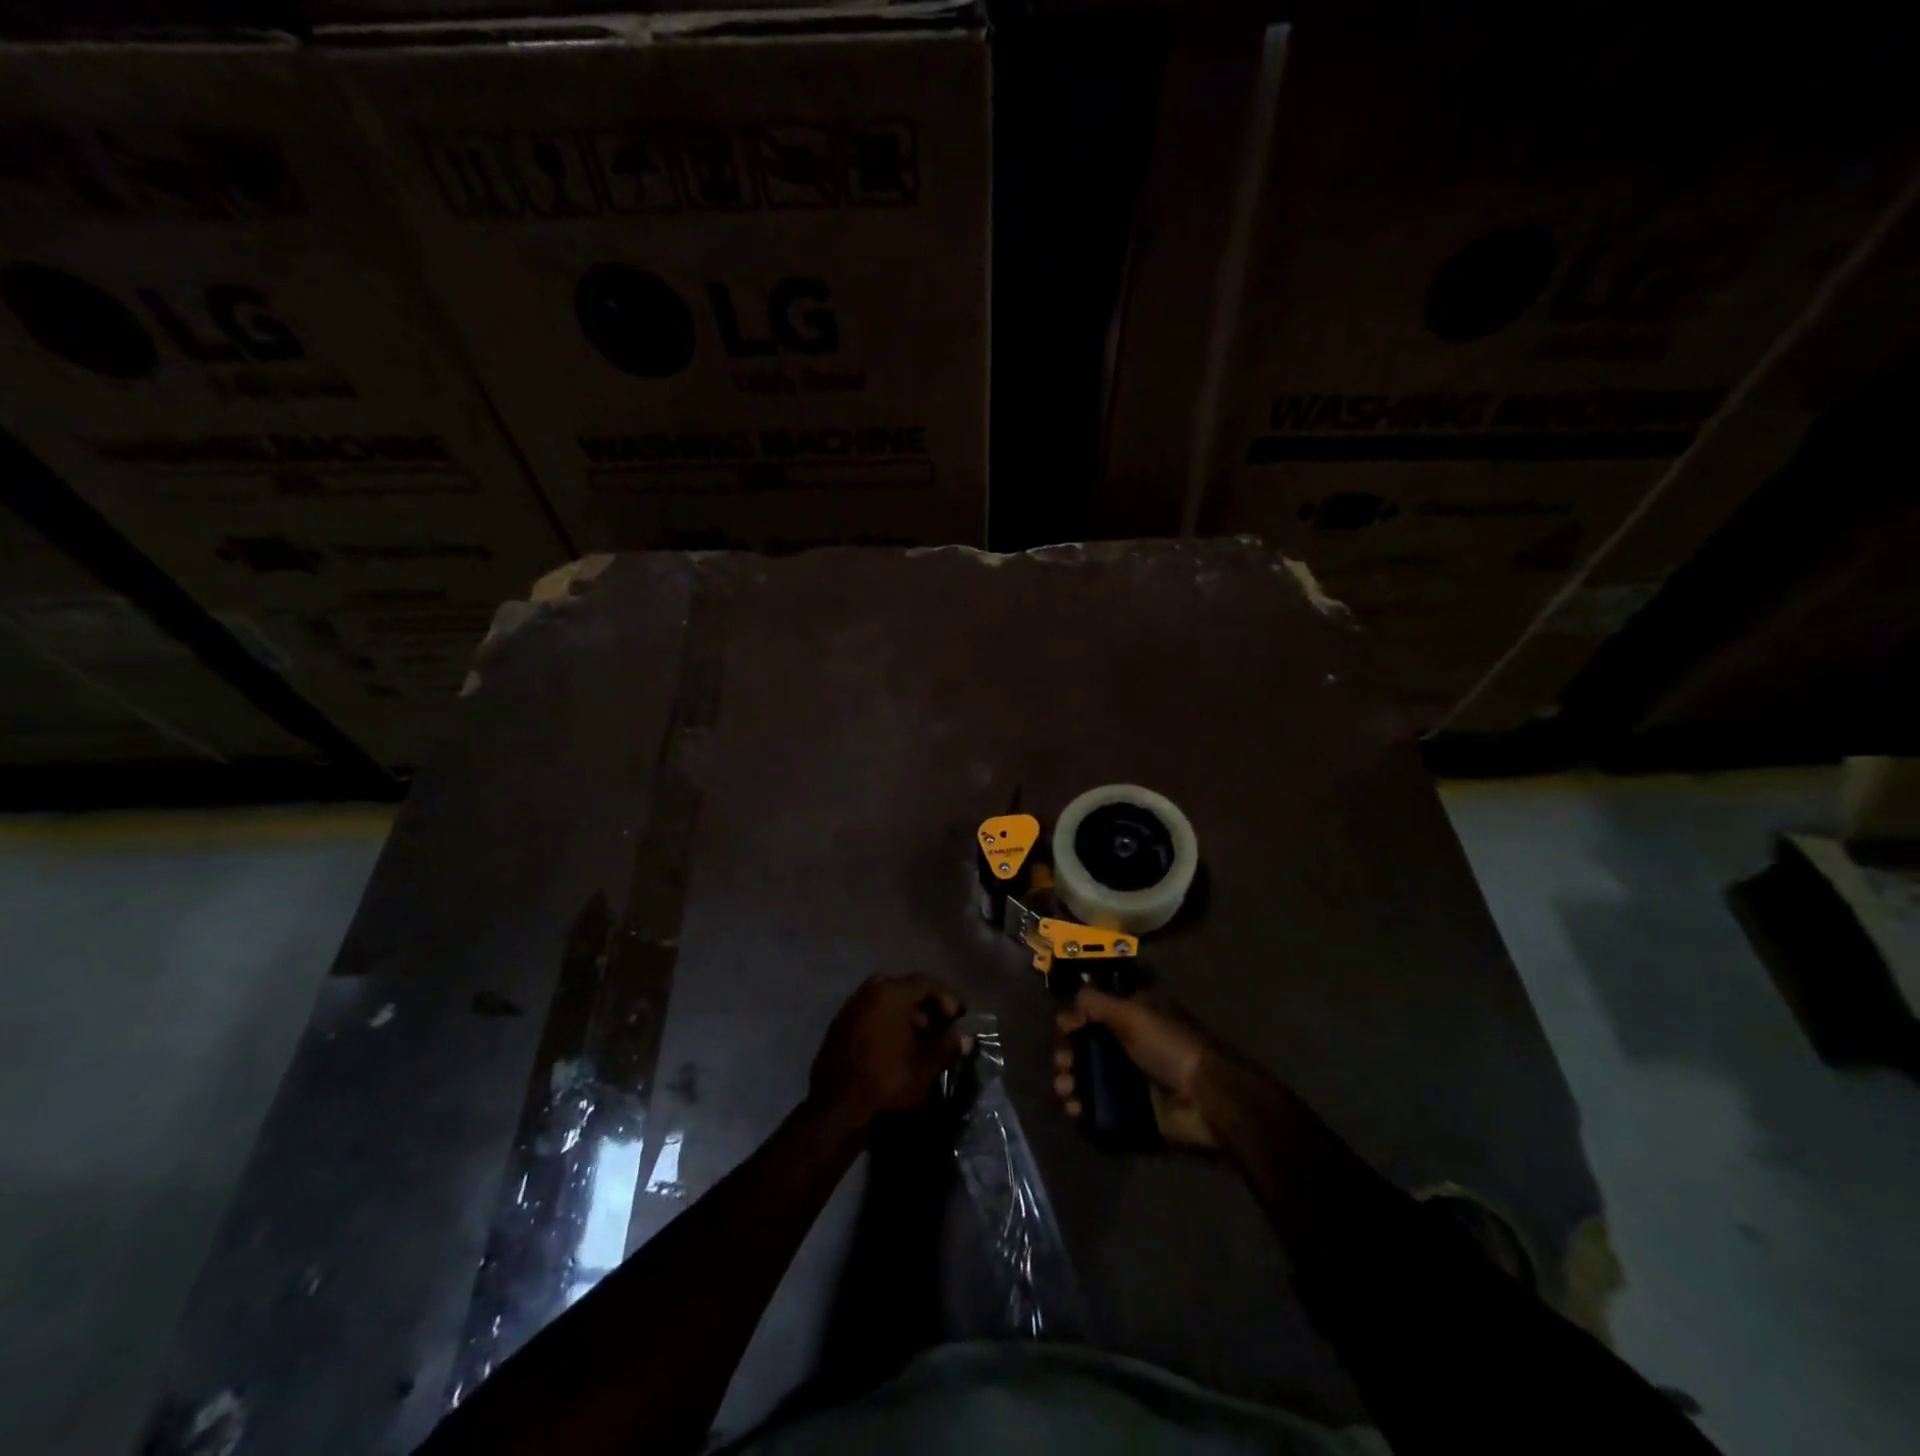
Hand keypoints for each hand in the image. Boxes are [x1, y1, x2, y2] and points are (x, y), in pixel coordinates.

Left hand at [810, 974, 969, 1134]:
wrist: (837, 1109)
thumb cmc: (888, 1080)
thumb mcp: (926, 1065)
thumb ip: (947, 1046)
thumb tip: (966, 1038)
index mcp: (890, 993)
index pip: (924, 983)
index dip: (945, 998)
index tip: (957, 1017)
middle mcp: (867, 992)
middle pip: (902, 989)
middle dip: (923, 1006)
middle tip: (938, 1026)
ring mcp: (849, 1009)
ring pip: (883, 1002)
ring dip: (903, 1015)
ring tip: (918, 1040)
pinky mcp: (837, 1028)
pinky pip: (868, 1016)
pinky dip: (884, 1024)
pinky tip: (893, 1048)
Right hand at [1054, 987, 1230, 1148]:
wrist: (1206, 1099)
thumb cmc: (1170, 1045)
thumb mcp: (1131, 1013)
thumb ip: (1095, 1003)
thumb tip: (1066, 1008)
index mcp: (1133, 1013)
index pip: (1094, 1009)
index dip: (1075, 1016)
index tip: (1063, 1028)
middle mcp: (1128, 1042)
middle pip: (1085, 1043)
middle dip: (1067, 1052)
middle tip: (1063, 1063)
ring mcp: (1129, 1077)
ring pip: (1086, 1076)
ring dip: (1069, 1080)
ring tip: (1066, 1089)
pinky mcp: (1130, 1109)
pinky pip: (1096, 1107)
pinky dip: (1080, 1107)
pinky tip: (1074, 1109)